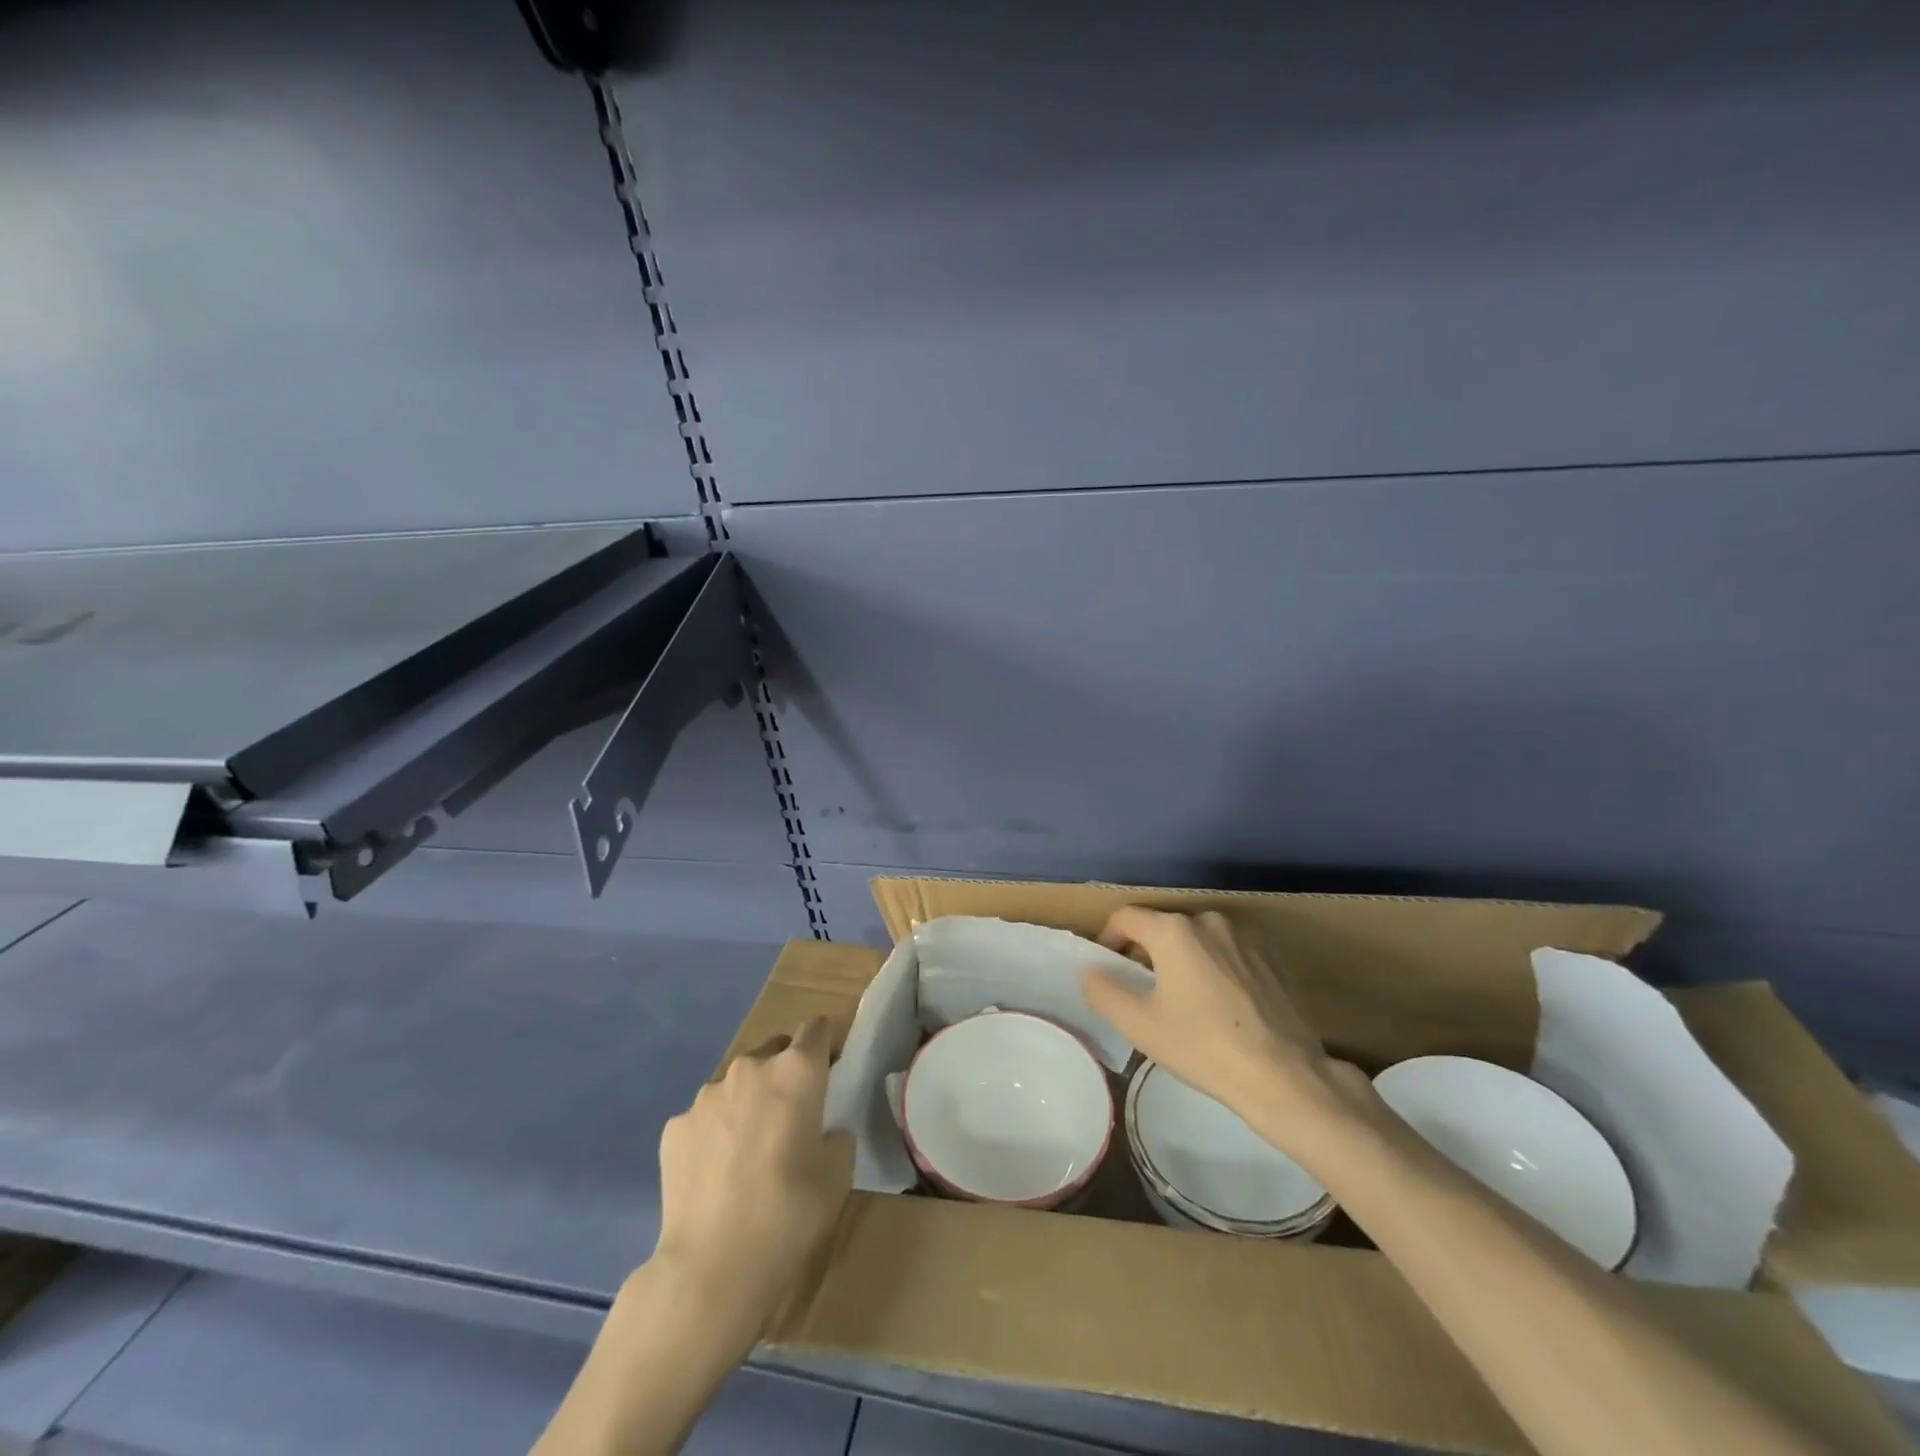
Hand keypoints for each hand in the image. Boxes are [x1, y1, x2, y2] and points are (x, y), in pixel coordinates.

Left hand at [650, 1017, 854, 1336]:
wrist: (712, 1268)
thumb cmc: (789, 1214)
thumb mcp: (838, 1174)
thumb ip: (836, 1135)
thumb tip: (823, 1129)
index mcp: (797, 1071)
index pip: (817, 1029)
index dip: (825, 1046)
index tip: (828, 1072)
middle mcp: (750, 1069)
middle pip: (774, 1050)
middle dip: (784, 1072)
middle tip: (790, 1116)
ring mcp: (706, 1095)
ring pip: (736, 1083)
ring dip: (747, 1101)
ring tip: (748, 1150)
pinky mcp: (675, 1127)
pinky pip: (705, 1117)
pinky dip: (714, 1132)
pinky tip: (716, 1173)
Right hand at [1079, 907, 1369, 1145]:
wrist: (1284, 1076)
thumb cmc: (1202, 1046)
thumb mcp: (1139, 1025)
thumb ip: (1103, 991)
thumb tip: (1089, 971)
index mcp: (1174, 930)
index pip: (1127, 917)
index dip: (1109, 938)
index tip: (1108, 966)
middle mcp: (1209, 921)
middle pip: (1163, 926)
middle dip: (1147, 951)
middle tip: (1143, 989)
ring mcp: (1245, 937)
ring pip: (1198, 939)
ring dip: (1183, 959)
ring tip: (1183, 999)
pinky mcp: (1271, 958)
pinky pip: (1228, 952)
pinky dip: (1214, 968)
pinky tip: (1220, 1006)